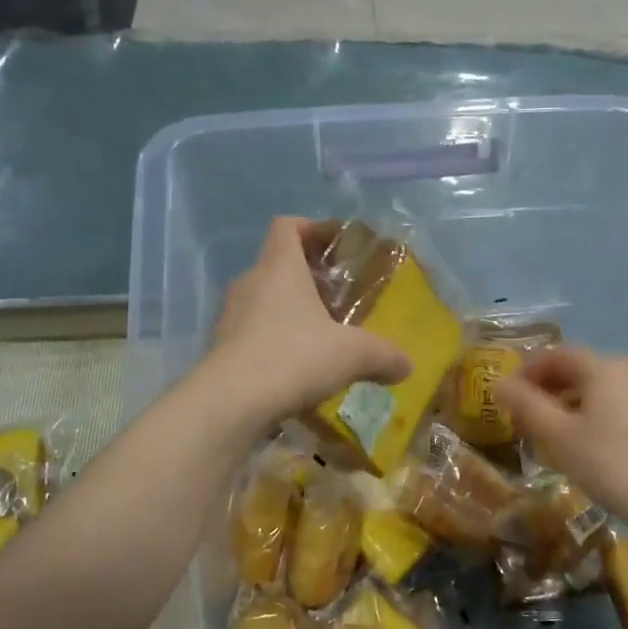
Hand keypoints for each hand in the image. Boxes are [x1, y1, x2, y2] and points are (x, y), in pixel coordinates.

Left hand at [208, 217, 410, 424]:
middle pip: (277, 264)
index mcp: (280, 268)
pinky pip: (252, 333)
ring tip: (318, 336)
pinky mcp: (221, 348)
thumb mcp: (353, 355)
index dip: (311, 228)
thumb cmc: (295, 357)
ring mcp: (230, 316)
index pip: (288, 226)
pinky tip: (295, 368)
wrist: (231, 402)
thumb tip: (406, 366)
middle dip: (307, 277)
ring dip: (289, 312)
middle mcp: (250, 282)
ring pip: (263, 300)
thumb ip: (384, 356)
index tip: (335, 245)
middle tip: (336, 298)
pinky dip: (273, 342)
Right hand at [494, 347, 627, 529]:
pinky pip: (614, 407)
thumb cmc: (610, 463)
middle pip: (577, 370)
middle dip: (545, 389)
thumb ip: (526, 405)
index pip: (555, 354)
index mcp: (602, 367)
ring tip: (548, 436)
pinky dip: (590, 417)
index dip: (526, 371)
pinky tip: (583, 448)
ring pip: (596, 391)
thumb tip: (498, 383)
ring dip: (566, 405)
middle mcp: (627, 371)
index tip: (506, 397)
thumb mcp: (558, 435)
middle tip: (522, 419)